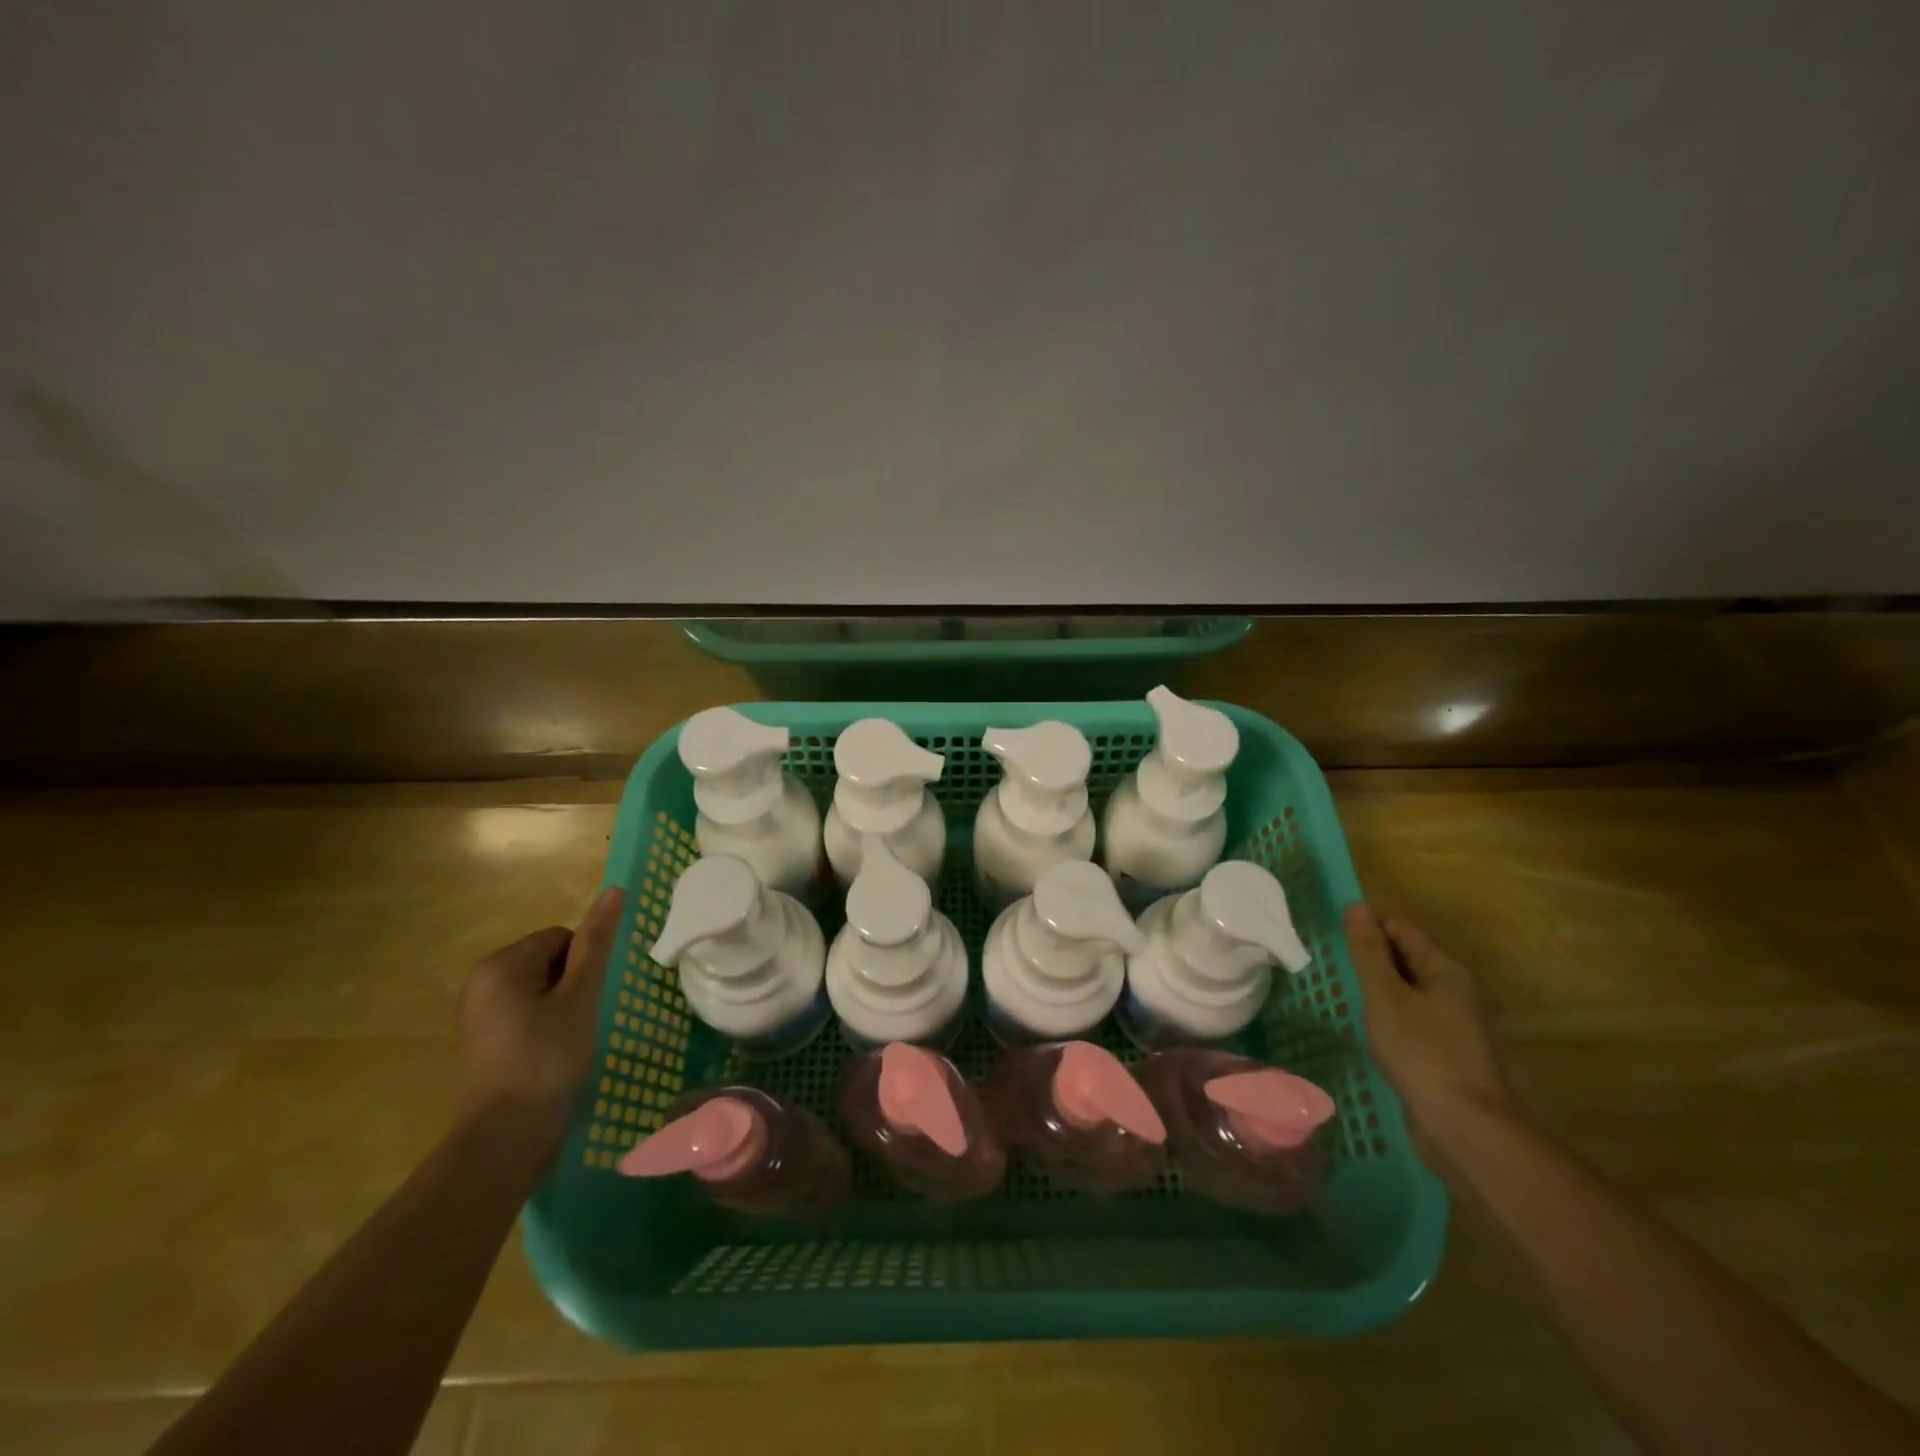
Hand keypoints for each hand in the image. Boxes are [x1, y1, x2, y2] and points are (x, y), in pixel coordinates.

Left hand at [456, 887, 625, 1142]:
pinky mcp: (482, 1037)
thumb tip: (615, 889)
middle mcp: (481, 980)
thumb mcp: (580, 997)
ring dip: (561, 1005)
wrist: (505, 1137)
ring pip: (540, 987)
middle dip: (571, 984)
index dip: (584, 966)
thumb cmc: (547, 1059)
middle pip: (549, 959)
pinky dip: (544, 1024)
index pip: (562, 937)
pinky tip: (550, 1052)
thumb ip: (597, 943)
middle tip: (578, 1022)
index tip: (586, 1002)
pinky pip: (525, 1010)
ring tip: (566, 1039)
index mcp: (501, 964)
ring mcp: (477, 1011)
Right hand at [1344, 903, 1516, 1146]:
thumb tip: (1356, 906)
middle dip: (1372, 959)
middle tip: (1334, 968)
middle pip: (1406, 959)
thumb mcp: (1385, 996)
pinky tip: (1369, 1032)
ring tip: (1345, 998)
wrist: (1465, 1127)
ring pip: (1407, 993)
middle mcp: (1454, 991)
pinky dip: (1389, 1019)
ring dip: (1379, 992)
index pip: (1401, 929)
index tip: (1335, 940)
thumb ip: (1368, 952)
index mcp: (1445, 970)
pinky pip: (1411, 1022)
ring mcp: (1453, 1025)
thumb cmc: (1422, 1052)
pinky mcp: (1446, 1054)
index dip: (1368, 928)